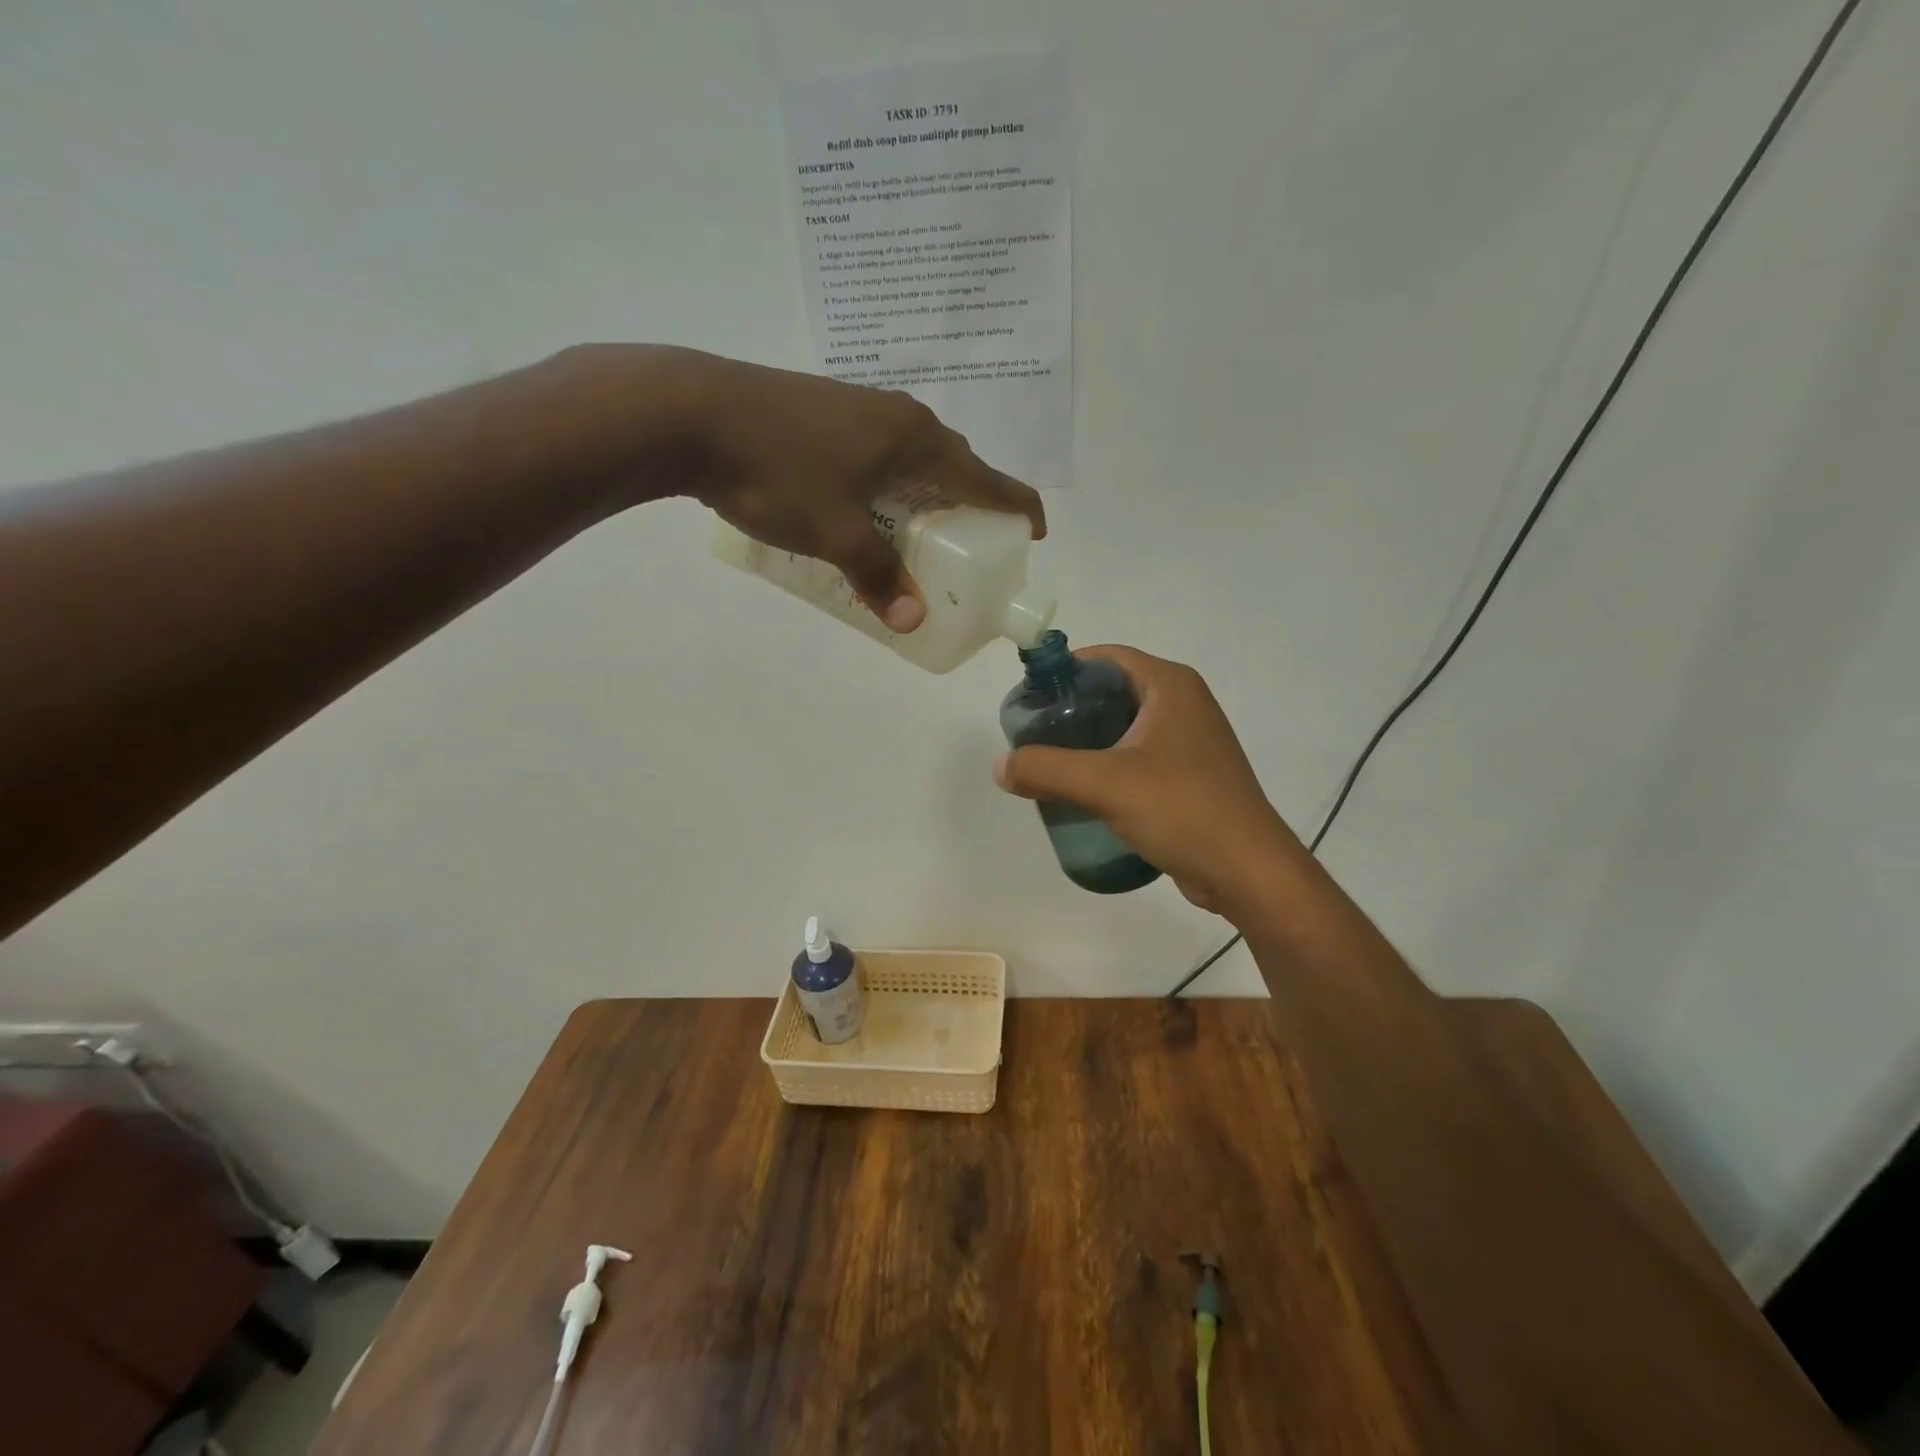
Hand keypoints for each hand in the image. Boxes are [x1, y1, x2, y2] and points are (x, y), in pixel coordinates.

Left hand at [622, 347, 1044, 631]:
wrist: (689, 412)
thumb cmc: (777, 472)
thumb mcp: (834, 534)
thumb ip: (878, 575)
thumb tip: (912, 621)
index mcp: (916, 440)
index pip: (987, 476)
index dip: (1017, 505)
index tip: (1034, 533)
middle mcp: (897, 415)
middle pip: (953, 463)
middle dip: (969, 505)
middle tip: (966, 548)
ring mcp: (858, 407)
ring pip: (911, 456)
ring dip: (925, 494)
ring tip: (917, 534)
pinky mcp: (823, 410)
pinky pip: (878, 451)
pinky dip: (889, 483)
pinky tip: (865, 506)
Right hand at [993, 646, 1304, 913]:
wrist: (1248, 873)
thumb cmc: (1182, 810)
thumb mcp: (1105, 784)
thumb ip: (1046, 769)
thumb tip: (1000, 765)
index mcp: (1170, 686)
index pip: (1106, 658)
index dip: (1064, 671)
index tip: (1029, 699)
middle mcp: (1184, 704)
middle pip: (1112, 693)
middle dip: (1070, 712)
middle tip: (1033, 737)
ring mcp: (1191, 742)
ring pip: (1124, 729)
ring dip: (1087, 744)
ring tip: (1050, 767)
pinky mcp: (1190, 776)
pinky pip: (1138, 759)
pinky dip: (1108, 768)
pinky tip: (1084, 794)